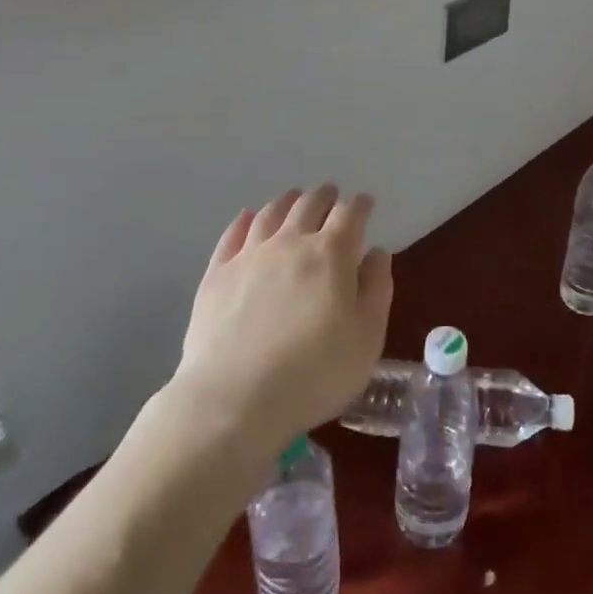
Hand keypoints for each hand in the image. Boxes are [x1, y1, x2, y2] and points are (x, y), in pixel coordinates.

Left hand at [170, 185, 392, 456]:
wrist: (234, 399)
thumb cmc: (314, 373)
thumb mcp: (367, 337)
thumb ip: (376, 289)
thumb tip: (376, 252)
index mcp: (331, 254)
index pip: (350, 215)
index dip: (360, 205)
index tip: (365, 203)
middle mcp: (290, 243)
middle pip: (309, 205)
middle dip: (324, 196)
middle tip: (331, 194)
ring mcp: (249, 256)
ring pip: (271, 214)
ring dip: (287, 202)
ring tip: (293, 198)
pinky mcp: (216, 275)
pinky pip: (232, 235)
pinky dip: (245, 221)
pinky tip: (248, 218)